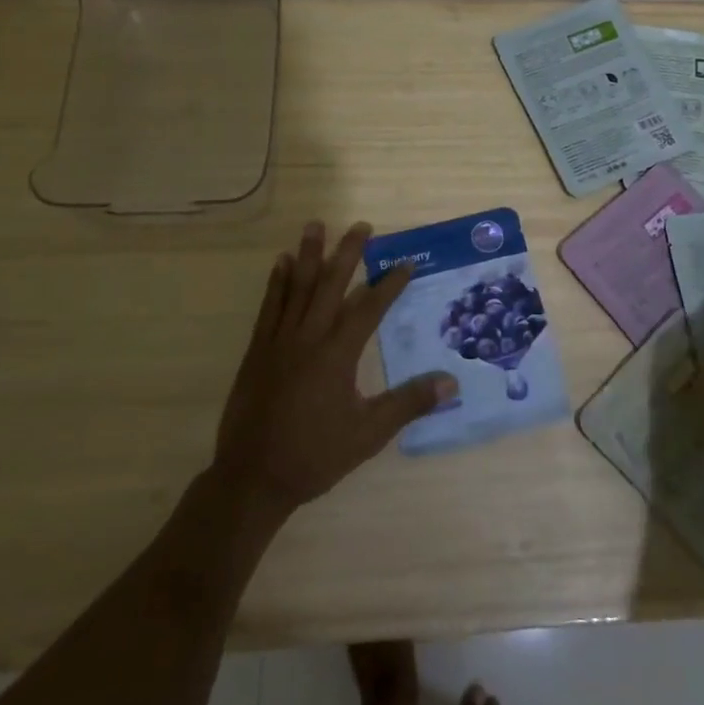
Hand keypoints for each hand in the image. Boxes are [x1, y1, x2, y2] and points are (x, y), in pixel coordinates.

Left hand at [214, 221, 457, 516]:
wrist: (252, 479)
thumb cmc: (314, 455)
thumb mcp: (368, 434)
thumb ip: (408, 404)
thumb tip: (451, 382)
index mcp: (337, 354)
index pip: (369, 309)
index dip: (389, 285)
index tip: (406, 264)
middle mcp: (309, 337)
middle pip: (331, 285)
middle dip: (348, 253)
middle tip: (361, 226)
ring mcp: (279, 341)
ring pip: (298, 287)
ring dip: (310, 254)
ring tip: (316, 225)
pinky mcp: (258, 350)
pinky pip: (269, 306)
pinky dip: (277, 282)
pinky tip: (282, 263)